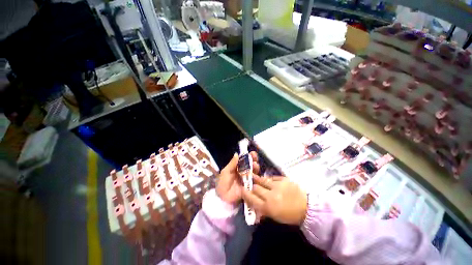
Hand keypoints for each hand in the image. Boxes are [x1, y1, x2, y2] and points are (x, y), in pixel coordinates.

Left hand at [216, 151, 258, 204]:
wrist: (222, 199)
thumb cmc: (222, 183)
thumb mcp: (225, 172)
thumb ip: (232, 164)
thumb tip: (237, 153)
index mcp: (237, 168)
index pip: (244, 160)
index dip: (248, 156)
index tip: (252, 153)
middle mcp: (243, 172)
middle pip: (250, 165)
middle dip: (254, 160)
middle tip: (255, 158)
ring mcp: (247, 180)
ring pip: (254, 172)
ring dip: (256, 167)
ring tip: (255, 166)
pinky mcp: (250, 187)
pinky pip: (255, 181)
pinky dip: (257, 178)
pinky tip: (256, 175)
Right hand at [242, 175, 306, 224]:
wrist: (307, 207)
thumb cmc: (290, 215)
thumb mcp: (274, 216)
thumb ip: (262, 209)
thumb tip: (253, 204)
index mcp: (268, 207)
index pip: (251, 199)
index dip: (245, 194)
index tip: (242, 190)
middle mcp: (271, 195)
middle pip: (255, 187)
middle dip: (252, 186)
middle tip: (250, 184)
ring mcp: (277, 186)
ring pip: (262, 180)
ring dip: (258, 180)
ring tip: (256, 178)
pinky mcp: (283, 179)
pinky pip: (272, 177)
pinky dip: (269, 179)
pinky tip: (269, 180)